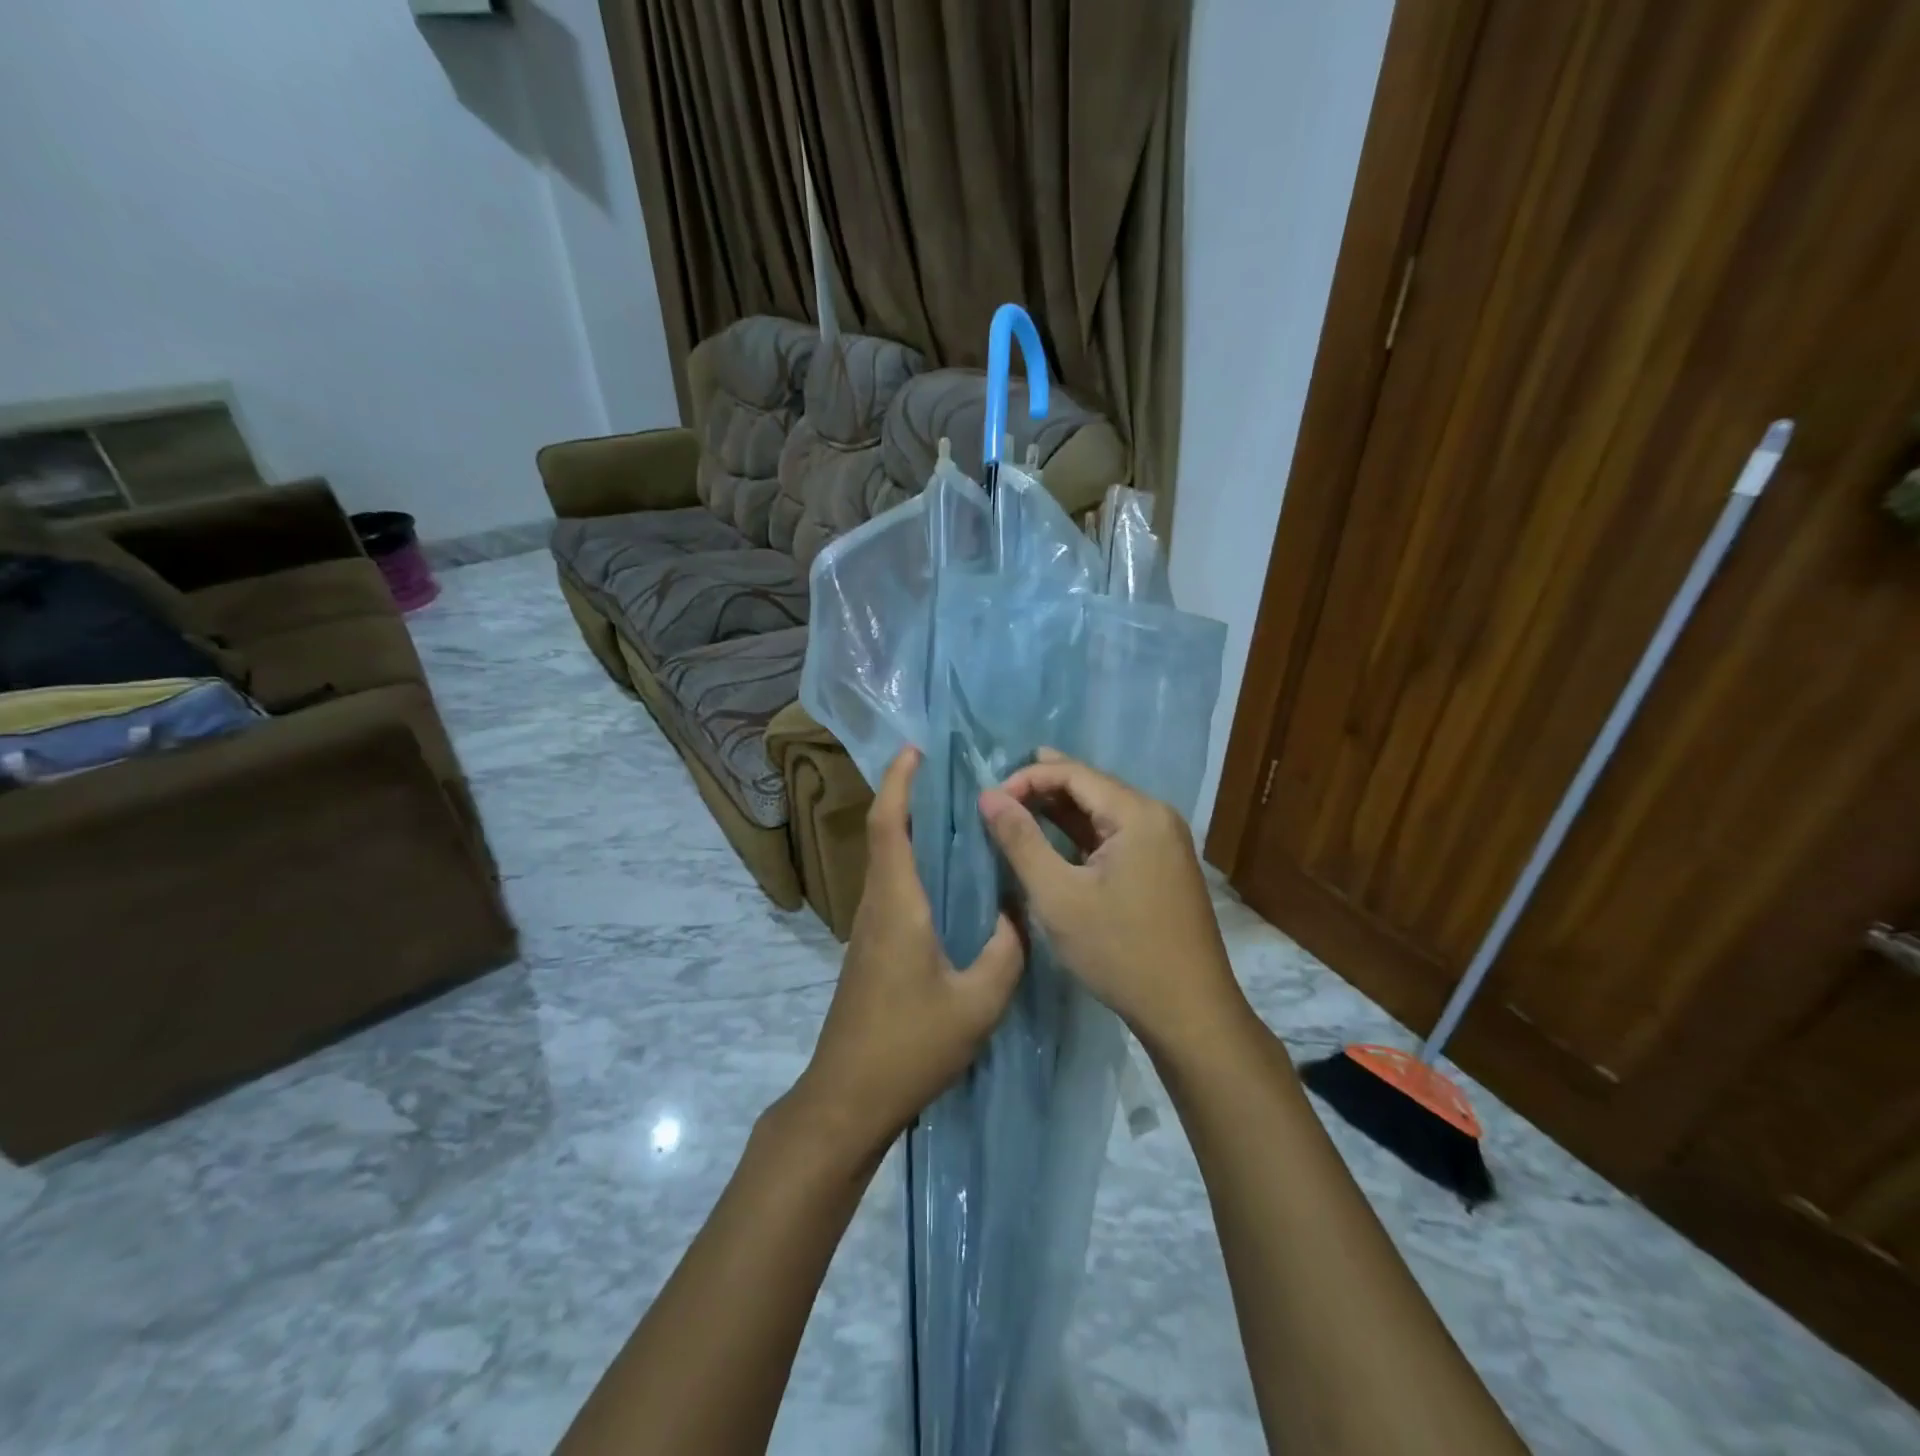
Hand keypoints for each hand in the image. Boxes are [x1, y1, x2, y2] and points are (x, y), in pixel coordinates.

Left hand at [794, 747, 1024, 1158]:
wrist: (848, 1097)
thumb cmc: (910, 1046)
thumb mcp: (977, 1002)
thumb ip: (1006, 952)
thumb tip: (1018, 913)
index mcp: (898, 905)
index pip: (890, 826)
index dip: (899, 784)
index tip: (915, 751)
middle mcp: (877, 905)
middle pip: (886, 835)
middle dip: (908, 797)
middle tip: (950, 776)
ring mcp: (869, 928)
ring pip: (887, 861)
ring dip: (910, 829)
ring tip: (956, 816)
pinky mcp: (871, 948)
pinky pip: (892, 887)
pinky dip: (913, 863)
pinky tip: (947, 878)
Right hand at [979, 749, 1244, 1055]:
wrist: (1189, 1011)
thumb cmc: (1119, 951)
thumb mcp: (1058, 896)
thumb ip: (1021, 840)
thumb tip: (988, 795)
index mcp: (1138, 814)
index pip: (1074, 773)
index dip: (1028, 777)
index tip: (990, 800)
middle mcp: (1157, 816)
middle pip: (1092, 786)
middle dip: (1044, 786)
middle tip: (1000, 794)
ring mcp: (1164, 841)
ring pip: (1104, 811)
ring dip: (1062, 809)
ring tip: (1018, 808)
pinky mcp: (1163, 865)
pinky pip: (1116, 834)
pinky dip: (1082, 833)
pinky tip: (1056, 837)